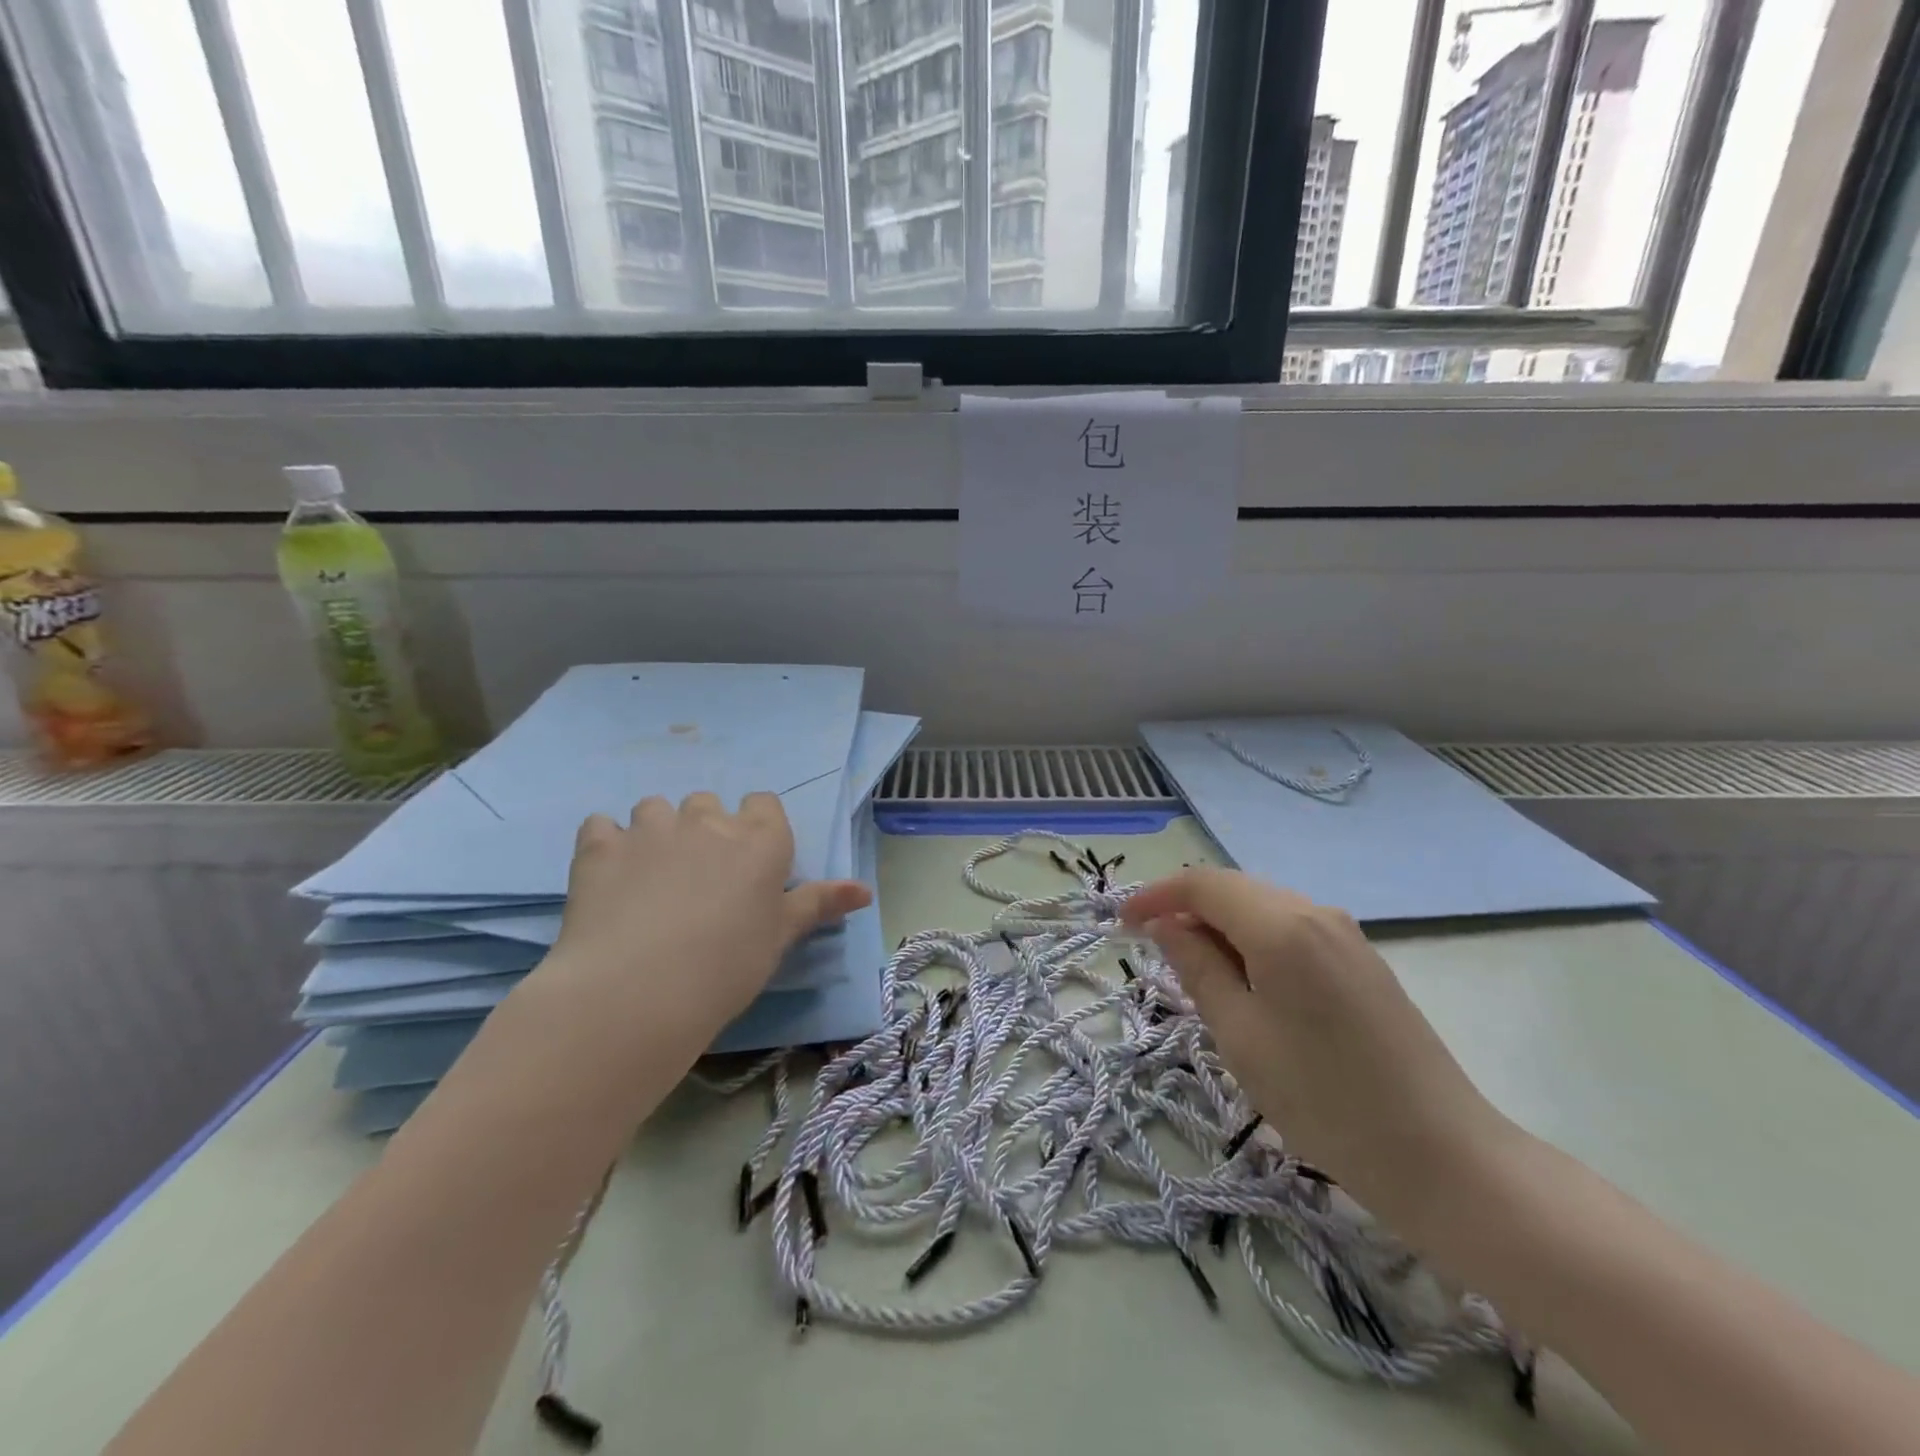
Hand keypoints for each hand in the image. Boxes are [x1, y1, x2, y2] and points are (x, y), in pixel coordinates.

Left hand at [542, 791, 870, 1045]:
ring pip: (655, 807)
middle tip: (699, 877)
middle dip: (705, 829)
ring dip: (656, 831)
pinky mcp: (600, 845)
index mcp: (759, 840)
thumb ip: (819, 903)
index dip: (755, 827)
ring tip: (650, 876)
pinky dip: (605, 843)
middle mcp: (707, 821)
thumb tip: (866, 890)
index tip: (748, 863)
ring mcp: (651, 828)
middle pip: (708, 803)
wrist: (640, 990)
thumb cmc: (728, 965)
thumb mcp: (781, 937)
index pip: (763, 804)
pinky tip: (607, 875)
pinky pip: (601, 825)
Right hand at [1122, 868, 1515, 1234]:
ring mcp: (1345, 934)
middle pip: (1233, 888)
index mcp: (1281, 925)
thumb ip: (1197, 968)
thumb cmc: (1324, 1099)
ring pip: (1262, 906)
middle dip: (1185, 908)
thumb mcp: (1240, 1035)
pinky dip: (1252, 940)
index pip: (1203, 884)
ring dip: (1219, 925)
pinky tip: (1244, 980)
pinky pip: (1290, 928)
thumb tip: (1166, 925)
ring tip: (1191, 968)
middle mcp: (1315, 912)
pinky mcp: (1361, 959)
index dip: (1155, 896)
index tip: (1122, 924)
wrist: (1443, 1156)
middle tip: (1149, 947)